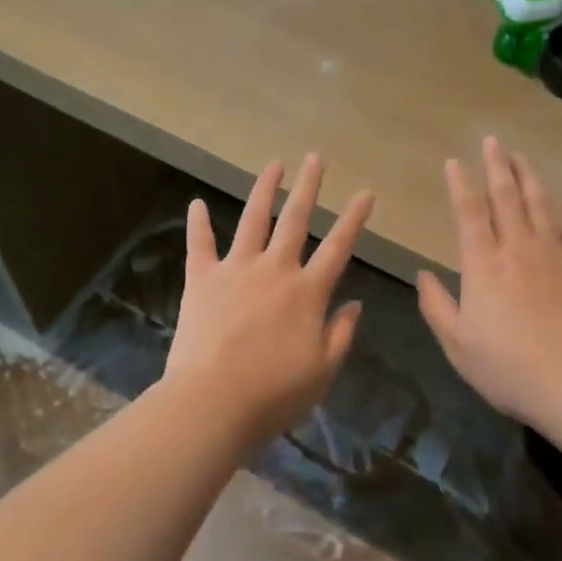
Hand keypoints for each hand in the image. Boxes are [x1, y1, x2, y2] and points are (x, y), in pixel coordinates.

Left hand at [164, 154, 373, 443]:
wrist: (213, 402)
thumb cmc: (274, 394)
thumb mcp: (323, 371)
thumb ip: (341, 333)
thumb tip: (355, 303)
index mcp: (307, 292)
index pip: (338, 247)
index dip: (354, 218)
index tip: (365, 192)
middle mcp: (275, 270)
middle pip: (295, 220)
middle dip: (308, 187)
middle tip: (316, 158)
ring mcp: (236, 270)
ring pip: (253, 220)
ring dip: (264, 191)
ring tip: (274, 165)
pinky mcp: (201, 280)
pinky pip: (200, 245)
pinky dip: (198, 223)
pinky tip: (196, 203)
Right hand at [417, 136, 561, 427]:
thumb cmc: (505, 367)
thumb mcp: (456, 343)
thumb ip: (436, 305)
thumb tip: (422, 273)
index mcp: (482, 265)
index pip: (468, 213)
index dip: (459, 184)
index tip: (454, 161)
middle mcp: (517, 249)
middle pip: (506, 197)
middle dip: (497, 166)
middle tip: (493, 140)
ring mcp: (553, 255)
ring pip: (541, 204)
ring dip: (530, 177)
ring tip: (522, 157)